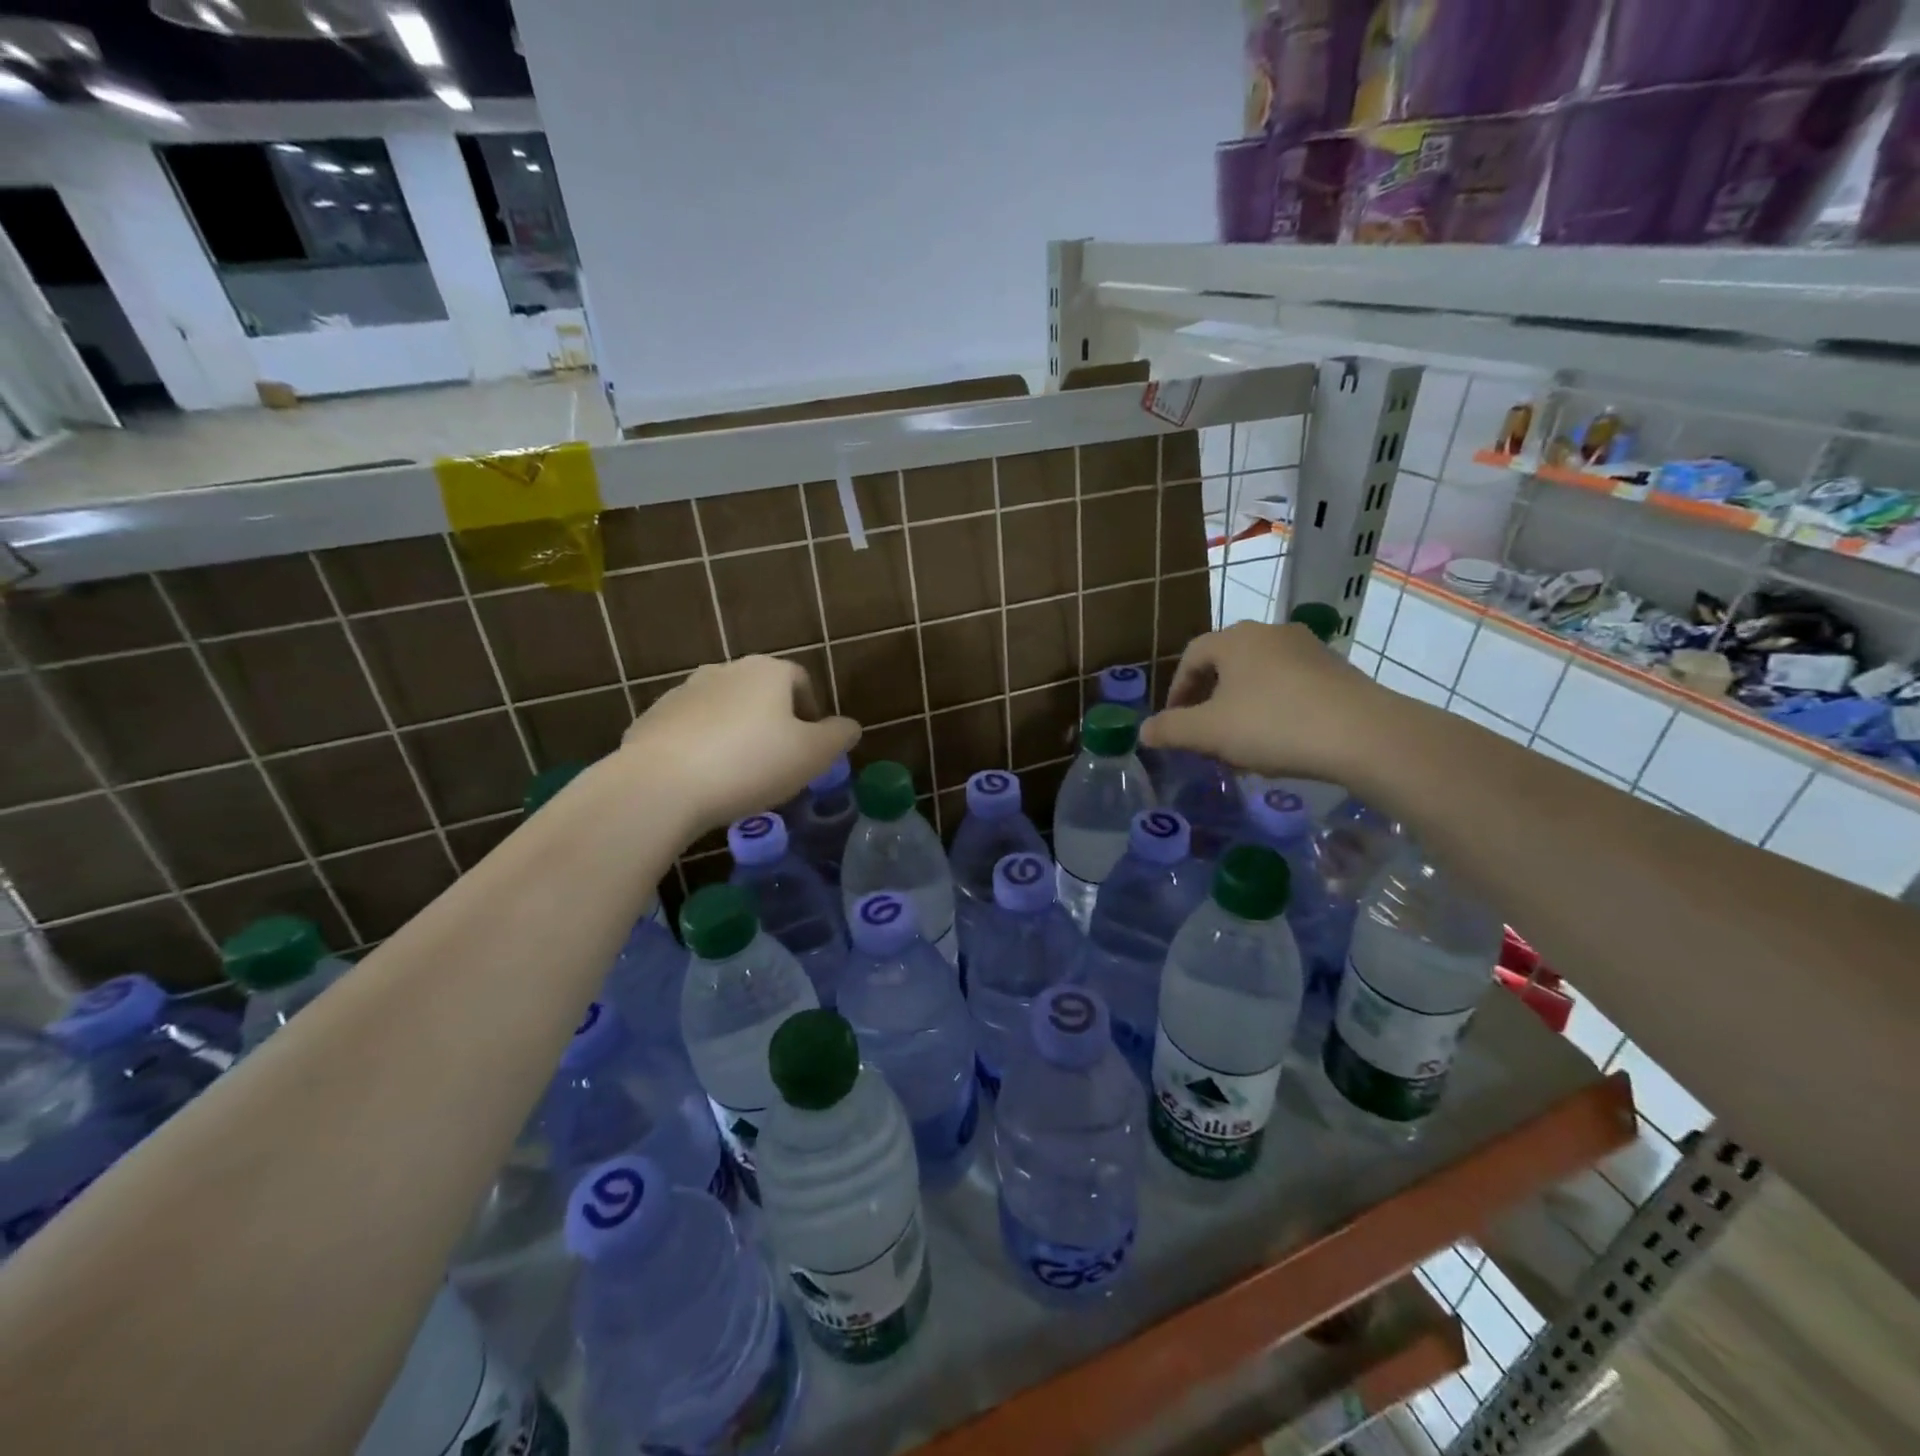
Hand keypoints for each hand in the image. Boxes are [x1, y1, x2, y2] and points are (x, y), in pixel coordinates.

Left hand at [617, 656, 859, 834]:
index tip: (811, 746)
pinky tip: (704, 781)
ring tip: (739, 776)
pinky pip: (689, 731)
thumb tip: (849, 726)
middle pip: (760, 694)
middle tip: (779, 763)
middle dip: (773, 723)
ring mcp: (682, 692)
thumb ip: (838, 736)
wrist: (661, 785)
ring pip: (723, 711)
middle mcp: (724, 671)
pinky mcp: (651, 719)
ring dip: (736, 735)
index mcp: (766, 671)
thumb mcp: (812, 755)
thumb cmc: (750, 763)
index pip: (800, 680)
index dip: (811, 712)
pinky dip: (701, 748)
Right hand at [1140, 621, 1383, 780]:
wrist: (1364, 735)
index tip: (1175, 722)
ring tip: (1240, 742)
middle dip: (1209, 700)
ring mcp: (1309, 649)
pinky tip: (1280, 740)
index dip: (1177, 690)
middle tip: (1204, 734)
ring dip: (1241, 706)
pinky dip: (1274, 708)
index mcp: (1236, 639)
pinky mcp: (1338, 671)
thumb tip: (1143, 731)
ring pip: (1259, 676)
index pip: (1192, 656)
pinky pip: (1291, 686)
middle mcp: (1271, 633)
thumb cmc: (1273, 725)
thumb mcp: (1210, 733)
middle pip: (1226, 664)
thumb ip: (1171, 730)